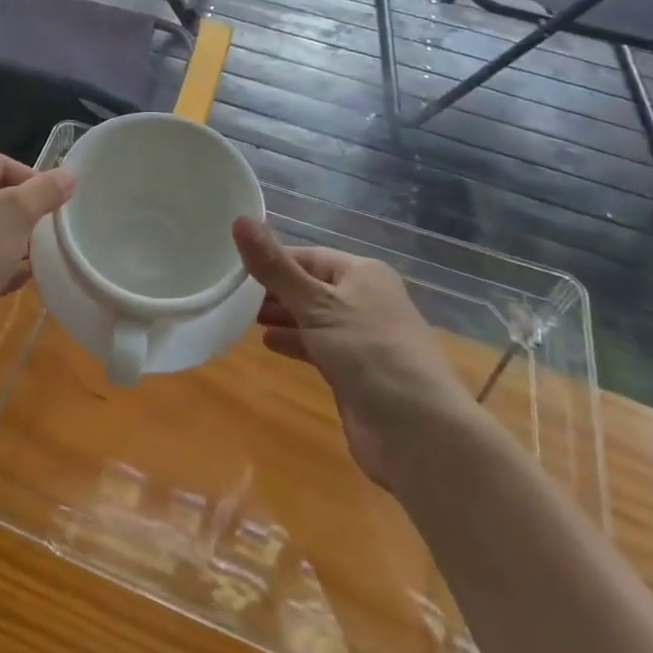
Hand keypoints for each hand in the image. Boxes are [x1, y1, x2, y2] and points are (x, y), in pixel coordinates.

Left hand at [0, 154, 73, 362]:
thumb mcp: (16, 214)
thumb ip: (45, 191)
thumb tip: (70, 173)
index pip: (2, 163)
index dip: (34, 181)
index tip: (57, 206)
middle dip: (24, 215)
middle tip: (49, 232)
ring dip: (14, 243)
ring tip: (39, 258)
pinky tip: (19, 281)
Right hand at [234, 217, 483, 488]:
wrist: (420, 434)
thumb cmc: (368, 352)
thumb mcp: (316, 304)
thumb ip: (275, 267)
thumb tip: (239, 219)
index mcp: (363, 273)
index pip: (309, 256)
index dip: (273, 259)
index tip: (234, 266)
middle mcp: (365, 300)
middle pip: (310, 286)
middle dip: (274, 290)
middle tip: (232, 294)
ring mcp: (362, 338)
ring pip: (313, 318)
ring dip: (282, 317)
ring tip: (242, 317)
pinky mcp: (356, 372)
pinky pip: (318, 347)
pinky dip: (295, 343)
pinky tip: (269, 345)